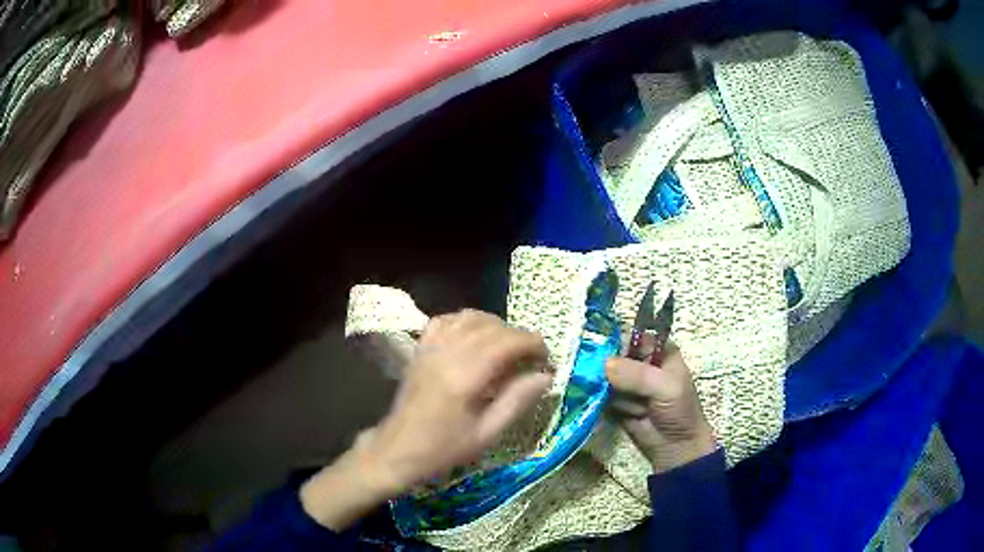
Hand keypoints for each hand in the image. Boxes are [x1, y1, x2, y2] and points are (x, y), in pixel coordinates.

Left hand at [302, 310, 550, 529]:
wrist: (397, 450)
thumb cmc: (443, 449)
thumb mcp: (486, 434)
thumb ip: (517, 401)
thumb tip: (545, 376)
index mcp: (464, 376)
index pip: (506, 342)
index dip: (532, 343)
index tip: (546, 358)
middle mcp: (446, 353)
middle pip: (491, 326)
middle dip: (518, 336)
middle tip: (532, 358)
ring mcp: (430, 348)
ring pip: (469, 317)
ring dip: (495, 325)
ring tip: (508, 347)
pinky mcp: (420, 350)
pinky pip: (446, 321)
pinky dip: (466, 321)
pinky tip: (476, 337)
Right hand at [606, 351, 716, 473]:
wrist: (675, 447)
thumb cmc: (679, 411)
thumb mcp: (665, 388)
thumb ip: (637, 375)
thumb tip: (605, 364)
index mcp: (658, 350)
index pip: (630, 337)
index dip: (615, 345)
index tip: (605, 360)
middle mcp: (641, 362)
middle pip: (612, 356)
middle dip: (610, 373)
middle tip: (619, 389)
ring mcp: (627, 383)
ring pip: (604, 378)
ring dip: (615, 395)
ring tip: (637, 409)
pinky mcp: (616, 401)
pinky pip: (601, 396)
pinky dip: (607, 405)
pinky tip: (625, 415)